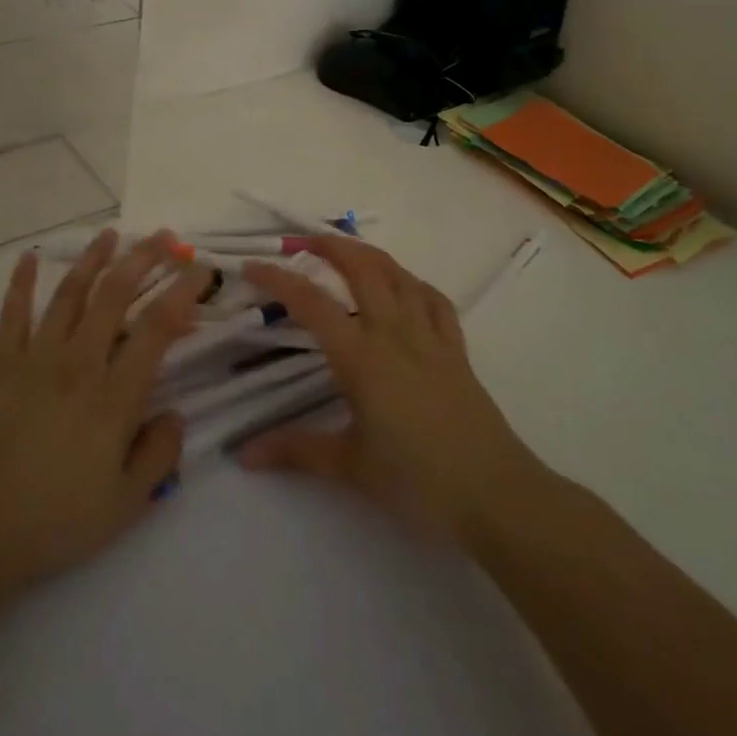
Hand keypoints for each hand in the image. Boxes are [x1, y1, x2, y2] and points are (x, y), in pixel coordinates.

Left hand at [0, 230, 208, 600]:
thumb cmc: (51, 522)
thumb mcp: (125, 505)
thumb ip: (159, 456)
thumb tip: (175, 414)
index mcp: (113, 396)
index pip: (157, 329)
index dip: (182, 292)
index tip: (201, 268)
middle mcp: (77, 364)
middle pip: (115, 295)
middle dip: (144, 259)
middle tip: (165, 237)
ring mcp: (34, 359)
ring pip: (70, 294)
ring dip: (93, 259)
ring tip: (112, 234)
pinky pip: (13, 314)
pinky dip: (21, 283)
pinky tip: (28, 258)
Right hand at [239, 238, 537, 540]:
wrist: (494, 494)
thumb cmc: (416, 481)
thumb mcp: (348, 466)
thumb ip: (294, 450)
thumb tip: (242, 454)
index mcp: (361, 357)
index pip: (312, 303)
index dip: (279, 279)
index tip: (252, 266)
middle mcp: (394, 333)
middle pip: (363, 269)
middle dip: (331, 246)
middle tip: (304, 242)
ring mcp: (430, 337)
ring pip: (399, 275)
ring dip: (370, 255)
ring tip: (347, 253)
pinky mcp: (456, 350)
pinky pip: (434, 300)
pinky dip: (413, 283)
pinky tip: (405, 288)